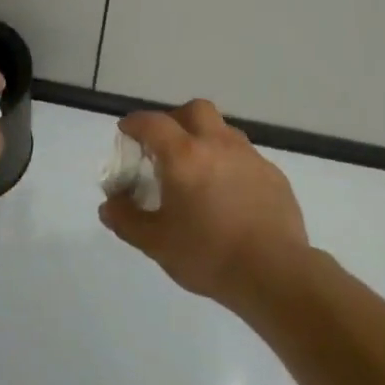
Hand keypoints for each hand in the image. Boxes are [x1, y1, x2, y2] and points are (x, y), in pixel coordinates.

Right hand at [98, 99, 308, 309]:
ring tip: (197, 170)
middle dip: (175, 119)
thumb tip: (109, 204)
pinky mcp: (273, 175)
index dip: (135, 123)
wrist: (275, 273)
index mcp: (185, 155)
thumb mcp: (156, 243)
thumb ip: (127, 220)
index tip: (126, 132)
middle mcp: (218, 145)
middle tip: (165, 145)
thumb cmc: (208, 255)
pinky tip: (228, 193)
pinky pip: (245, 156)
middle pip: (194, 110)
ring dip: (205, 139)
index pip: (153, 123)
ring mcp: (249, 157)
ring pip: (223, 130)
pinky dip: (229, 163)